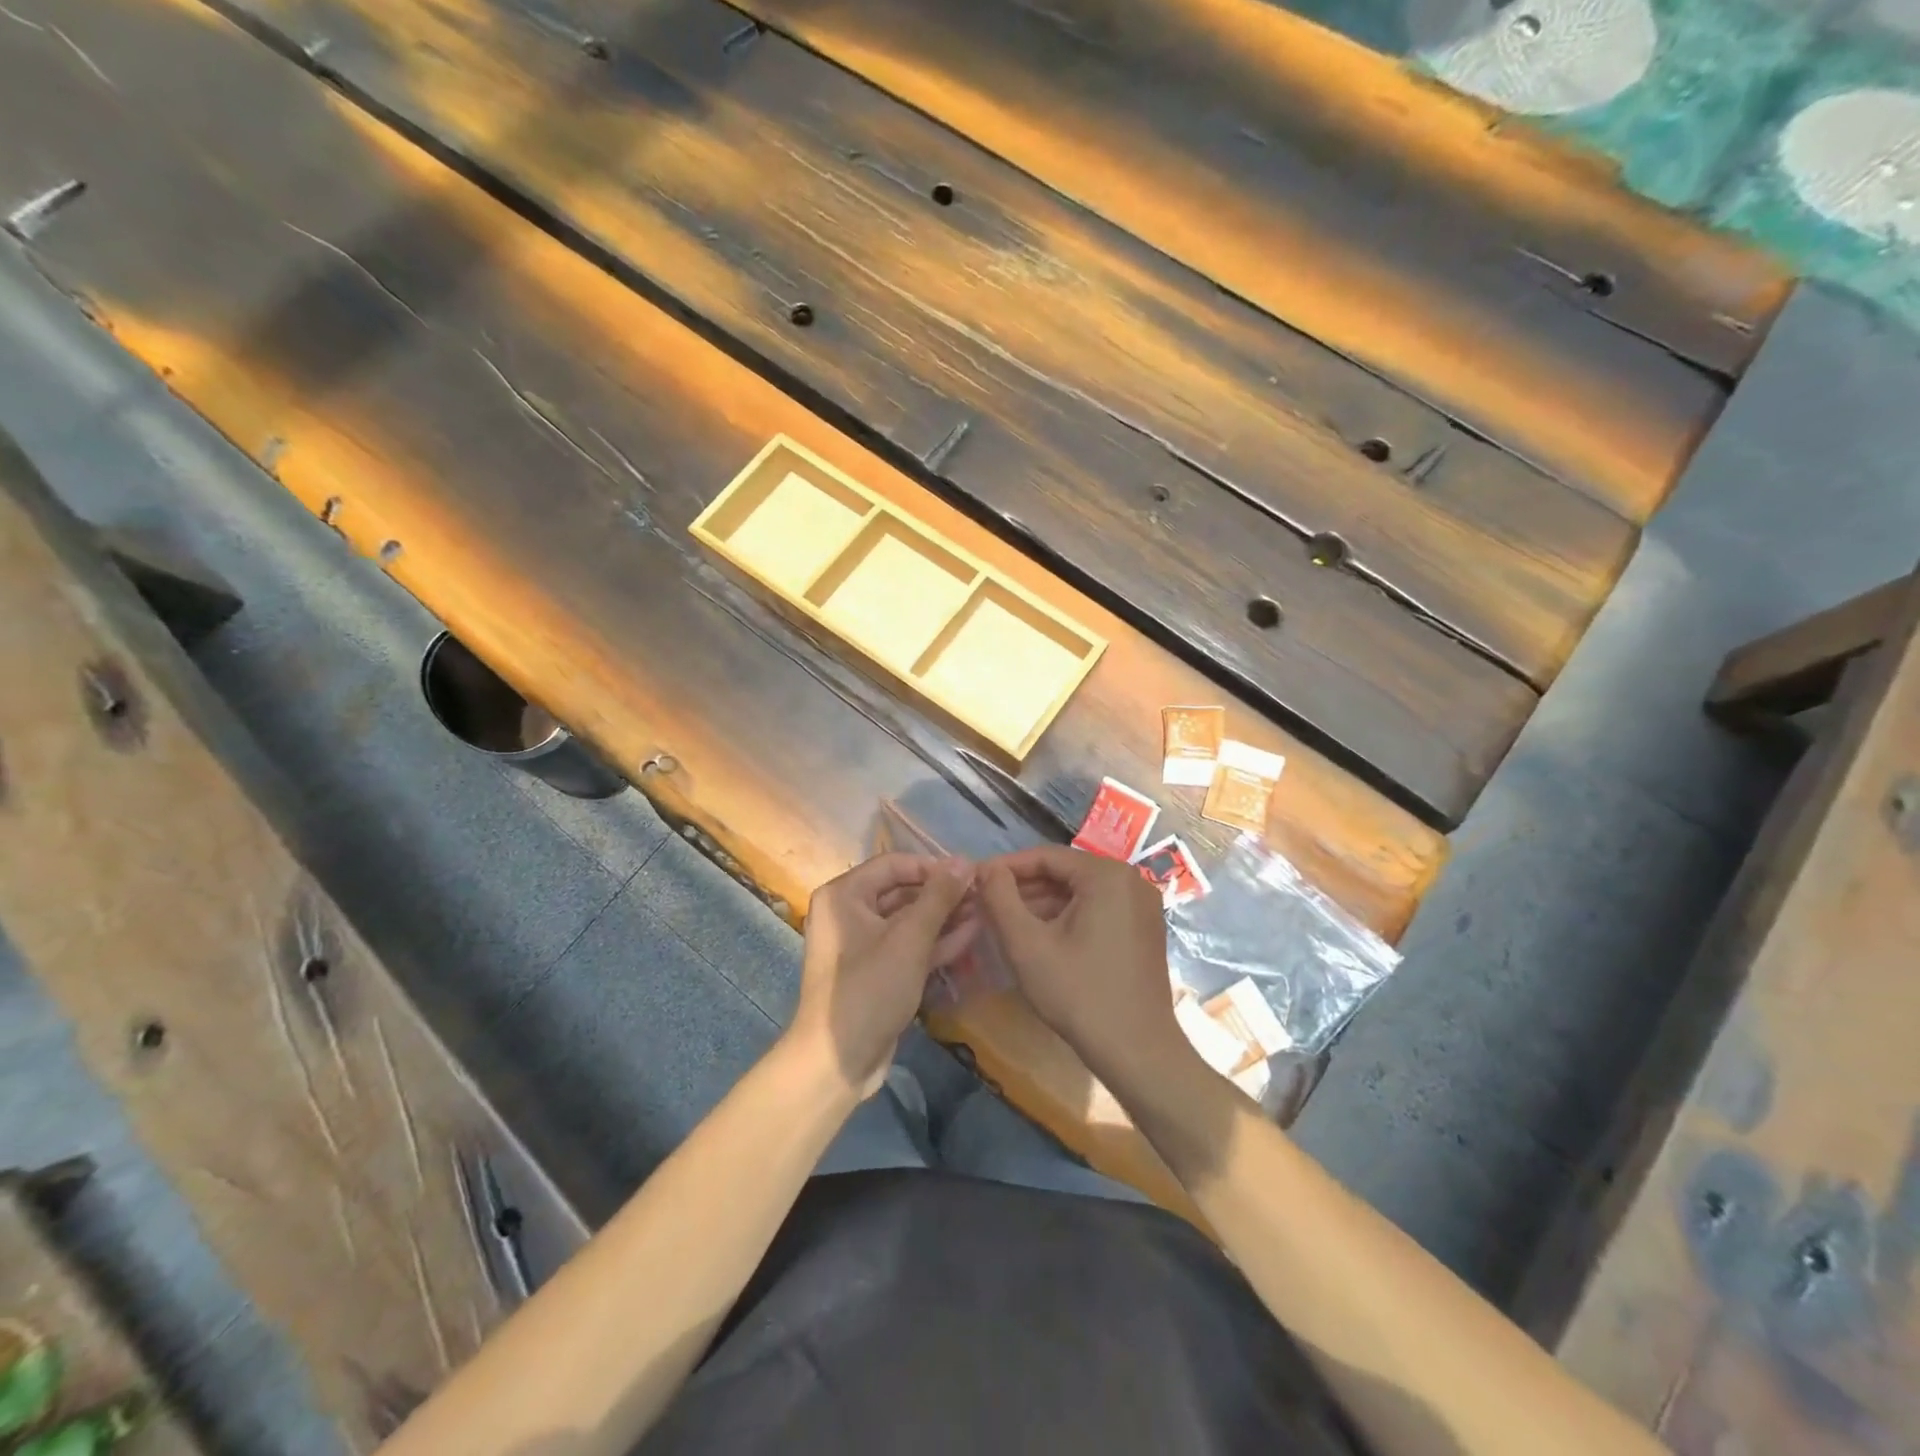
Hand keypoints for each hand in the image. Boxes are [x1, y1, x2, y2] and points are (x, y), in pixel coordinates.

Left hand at [787, 853, 976, 1100]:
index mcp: (844, 895)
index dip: (933, 867)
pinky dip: (934, 942)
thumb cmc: (870, 989)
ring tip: (984, 912)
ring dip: (944, 917)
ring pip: (908, 921)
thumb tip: (964, 861)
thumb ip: (939, 897)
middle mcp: (848, 913)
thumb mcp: (909, 939)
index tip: (970, 874)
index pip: (894, 864)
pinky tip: (970, 936)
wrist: (838, 1060)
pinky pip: (906, 946)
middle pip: (902, 891)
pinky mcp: (875, 971)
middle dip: (943, 894)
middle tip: (983, 895)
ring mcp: (861, 944)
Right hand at [979, 846, 1192, 1092]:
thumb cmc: (1079, 994)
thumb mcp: (1027, 945)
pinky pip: (1097, 910)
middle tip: (985, 903)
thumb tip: (986, 869)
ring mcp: (1142, 906)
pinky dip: (1066, 918)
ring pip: (1079, 893)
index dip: (1006, 867)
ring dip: (1042, 904)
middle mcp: (1131, 880)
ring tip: (1004, 921)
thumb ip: (1000, 899)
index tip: (975, 881)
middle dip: (1023, 888)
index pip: (1046, 857)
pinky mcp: (1143, 930)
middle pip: (1064, 873)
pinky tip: (1038, 937)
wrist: (1137, 1052)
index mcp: (1107, 875)